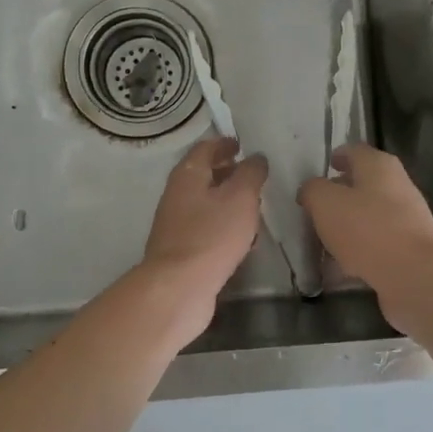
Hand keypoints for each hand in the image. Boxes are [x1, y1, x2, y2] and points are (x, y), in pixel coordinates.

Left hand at [138, 137, 268, 338]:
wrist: (179, 287)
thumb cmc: (212, 235)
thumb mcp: (241, 197)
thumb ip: (251, 173)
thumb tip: (256, 157)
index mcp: (187, 175)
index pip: (205, 148)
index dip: (224, 144)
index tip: (241, 145)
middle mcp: (176, 195)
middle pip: (202, 175)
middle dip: (226, 172)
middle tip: (251, 175)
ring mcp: (176, 224)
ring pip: (204, 204)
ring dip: (226, 201)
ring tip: (252, 206)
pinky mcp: (182, 250)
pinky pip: (205, 229)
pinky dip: (223, 226)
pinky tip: (241, 239)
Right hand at [297, 144, 432, 329]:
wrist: (414, 275)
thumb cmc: (367, 229)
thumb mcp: (325, 203)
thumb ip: (313, 190)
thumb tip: (312, 190)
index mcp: (379, 166)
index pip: (355, 151)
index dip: (338, 156)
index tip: (324, 167)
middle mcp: (398, 186)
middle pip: (364, 184)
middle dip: (340, 194)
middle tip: (316, 208)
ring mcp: (407, 219)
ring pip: (370, 216)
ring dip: (348, 225)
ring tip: (322, 241)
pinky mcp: (409, 249)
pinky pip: (376, 244)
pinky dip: (358, 252)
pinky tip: (339, 268)